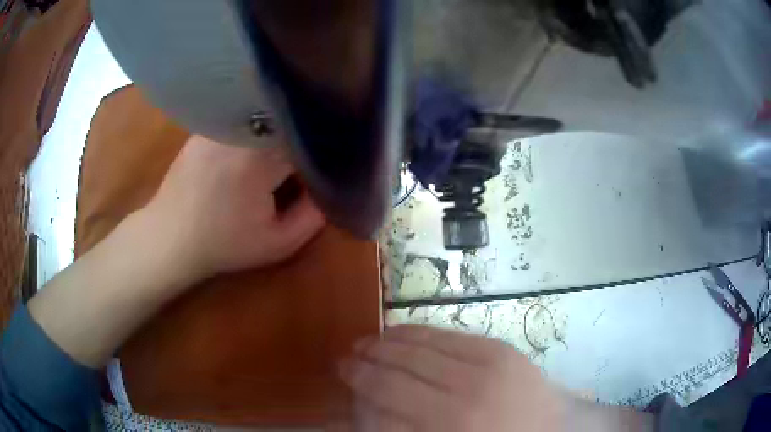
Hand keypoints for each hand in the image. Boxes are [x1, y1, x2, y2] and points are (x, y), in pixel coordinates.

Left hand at [145, 135, 324, 278]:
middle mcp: (241, 129)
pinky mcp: (208, 124)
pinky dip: (257, 127)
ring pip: (267, 114)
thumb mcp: (278, 243)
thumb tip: (330, 184)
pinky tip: (253, 147)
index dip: (323, 150)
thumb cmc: (224, 244)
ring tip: (279, 153)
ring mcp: (221, 123)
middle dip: (303, 138)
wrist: (170, 237)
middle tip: (304, 162)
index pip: (309, 138)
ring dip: (280, 129)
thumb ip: (314, 215)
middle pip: (289, 120)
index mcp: (261, 157)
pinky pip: (244, 117)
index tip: (324, 166)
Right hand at [340, 325, 564, 430]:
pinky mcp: (502, 349)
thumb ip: (402, 427)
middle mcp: (466, 392)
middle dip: (369, 358)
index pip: (389, 393)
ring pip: (423, 345)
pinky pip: (450, 335)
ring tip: (369, 340)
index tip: (342, 370)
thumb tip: (365, 405)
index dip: (361, 380)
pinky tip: (404, 332)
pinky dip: (421, 332)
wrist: (551, 429)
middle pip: (402, 367)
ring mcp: (488, 365)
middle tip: (348, 354)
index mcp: (450, 424)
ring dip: (390, 341)